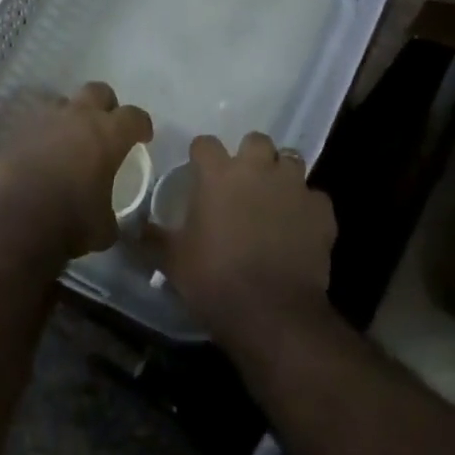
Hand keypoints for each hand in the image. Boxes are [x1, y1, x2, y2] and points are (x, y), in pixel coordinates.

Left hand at [0, 83, 152, 259]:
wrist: (11, 221)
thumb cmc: (69, 222)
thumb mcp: (104, 229)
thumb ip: (110, 216)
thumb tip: (109, 221)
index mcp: (107, 134)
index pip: (134, 116)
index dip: (141, 125)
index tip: (143, 137)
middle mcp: (76, 117)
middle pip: (98, 91)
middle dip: (106, 106)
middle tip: (106, 128)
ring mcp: (41, 120)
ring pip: (61, 102)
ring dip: (69, 115)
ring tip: (68, 139)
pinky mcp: (13, 132)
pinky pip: (33, 124)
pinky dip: (40, 134)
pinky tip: (39, 155)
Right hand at [149, 132, 335, 344]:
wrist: (272, 314)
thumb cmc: (214, 280)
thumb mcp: (172, 261)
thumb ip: (152, 238)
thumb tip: (132, 230)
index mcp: (218, 175)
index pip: (205, 144)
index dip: (201, 156)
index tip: (199, 172)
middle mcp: (258, 170)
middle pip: (256, 141)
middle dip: (250, 156)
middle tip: (242, 182)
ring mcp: (294, 187)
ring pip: (291, 161)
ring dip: (281, 174)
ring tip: (273, 198)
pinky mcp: (322, 212)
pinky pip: (315, 198)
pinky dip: (307, 208)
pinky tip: (299, 227)